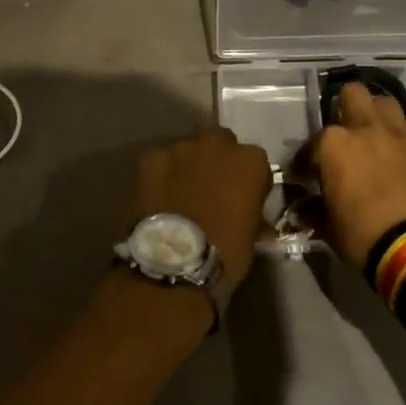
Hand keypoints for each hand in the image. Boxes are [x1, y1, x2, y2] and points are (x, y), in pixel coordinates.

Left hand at [135, 126, 272, 291]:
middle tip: (210, 186)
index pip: (254, 160)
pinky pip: (160, 160)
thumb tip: (244, 209)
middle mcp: (218, 144)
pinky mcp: (151, 157)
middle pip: (219, 142)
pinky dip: (162, 172)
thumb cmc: (226, 252)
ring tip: (181, 191)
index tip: (241, 196)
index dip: (246, 178)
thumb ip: (251, 208)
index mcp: (251, 161)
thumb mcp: (252, 233)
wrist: (177, 262)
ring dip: (188, 164)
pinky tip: (159, 194)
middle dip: (216, 158)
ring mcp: (182, 148)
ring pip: (188, 149)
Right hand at [309, 83, 405, 268]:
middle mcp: (365, 127)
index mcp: (332, 145)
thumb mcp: (328, 227)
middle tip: (346, 136)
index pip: (311, 146)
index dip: (306, 161)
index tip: (307, 176)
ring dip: (379, 114)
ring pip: (386, 102)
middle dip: (345, 109)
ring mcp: (400, 132)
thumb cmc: (363, 236)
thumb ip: (312, 210)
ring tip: (378, 133)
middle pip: (352, 94)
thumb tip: (302, 208)